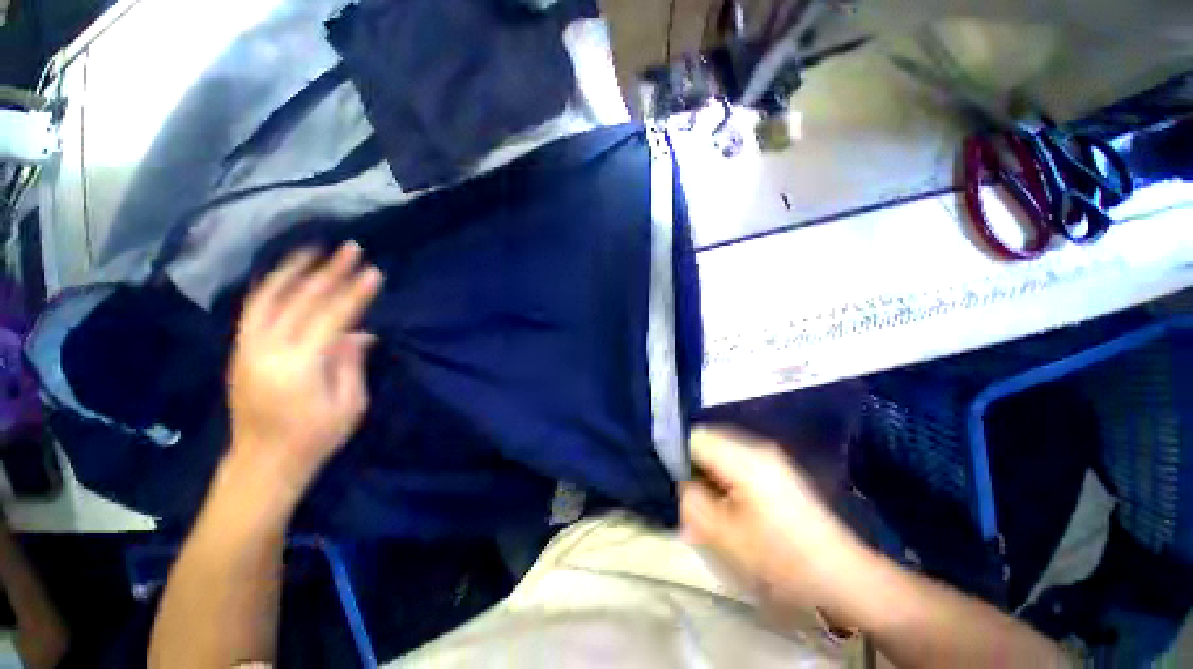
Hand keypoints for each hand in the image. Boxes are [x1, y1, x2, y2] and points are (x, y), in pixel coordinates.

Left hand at [226, 243, 382, 505]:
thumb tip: (362, 332)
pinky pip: (254, 308)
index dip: (355, 293)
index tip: (373, 271)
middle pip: (301, 300)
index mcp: (299, 366)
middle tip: (351, 248)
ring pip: (269, 296)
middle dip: (329, 272)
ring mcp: (248, 347)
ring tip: (314, 248)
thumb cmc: (314, 437)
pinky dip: (270, 285)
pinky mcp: (241, 349)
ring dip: (293, 270)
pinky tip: (285, 273)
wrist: (262, 461)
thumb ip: (352, 363)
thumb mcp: (349, 404)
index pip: (332, 317)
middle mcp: (267, 349)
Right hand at [680, 428, 872, 619]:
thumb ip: (694, 504)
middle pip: (710, 440)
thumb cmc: (780, 558)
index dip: (678, 454)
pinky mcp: (778, 469)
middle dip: (695, 464)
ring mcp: (770, 457)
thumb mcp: (726, 537)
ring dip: (711, 471)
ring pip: (724, 450)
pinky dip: (726, 475)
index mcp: (743, 458)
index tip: (674, 479)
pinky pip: (739, 460)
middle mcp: (756, 448)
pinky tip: (732, 502)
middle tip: (691, 496)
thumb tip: (682, 485)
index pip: (696, 436)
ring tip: (711, 502)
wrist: (842, 574)